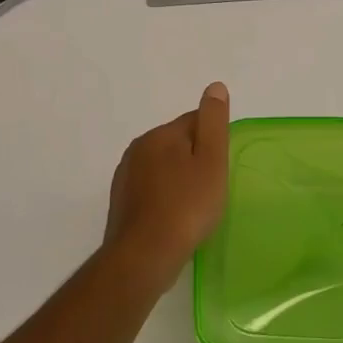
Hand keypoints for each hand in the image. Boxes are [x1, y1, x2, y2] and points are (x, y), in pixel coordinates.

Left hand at [102, 82, 230, 291]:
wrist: (145, 255)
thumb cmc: (187, 206)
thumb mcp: (212, 160)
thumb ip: (214, 122)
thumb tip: (214, 87)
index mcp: (159, 135)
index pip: (195, 121)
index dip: (214, 142)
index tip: (221, 167)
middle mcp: (137, 149)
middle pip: (178, 144)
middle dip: (196, 160)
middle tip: (212, 188)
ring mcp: (125, 177)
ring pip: (164, 168)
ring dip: (180, 180)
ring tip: (195, 206)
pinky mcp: (121, 202)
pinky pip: (152, 190)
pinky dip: (166, 197)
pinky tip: (176, 218)